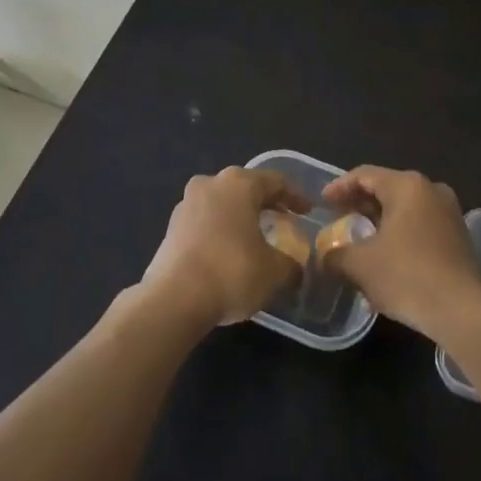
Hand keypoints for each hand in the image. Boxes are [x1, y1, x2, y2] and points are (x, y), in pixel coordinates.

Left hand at [142, 166, 311, 327]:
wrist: (174, 299)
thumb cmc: (232, 272)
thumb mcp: (274, 271)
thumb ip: (290, 264)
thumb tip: (295, 268)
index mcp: (238, 184)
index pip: (275, 181)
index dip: (295, 196)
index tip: (308, 211)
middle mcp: (210, 184)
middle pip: (245, 188)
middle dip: (266, 203)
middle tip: (284, 220)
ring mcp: (186, 204)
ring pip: (222, 203)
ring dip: (241, 216)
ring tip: (257, 237)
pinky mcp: (171, 228)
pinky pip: (205, 221)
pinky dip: (221, 230)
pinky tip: (230, 251)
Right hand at [318, 166, 480, 340]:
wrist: (463, 312)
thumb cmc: (407, 276)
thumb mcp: (359, 265)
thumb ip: (335, 254)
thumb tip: (325, 256)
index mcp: (407, 186)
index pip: (364, 175)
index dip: (339, 187)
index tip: (322, 203)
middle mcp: (431, 191)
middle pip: (386, 189)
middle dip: (359, 204)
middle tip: (337, 218)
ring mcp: (449, 213)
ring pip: (404, 208)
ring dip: (379, 221)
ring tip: (358, 239)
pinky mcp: (458, 237)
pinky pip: (420, 225)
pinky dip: (398, 233)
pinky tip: (384, 255)